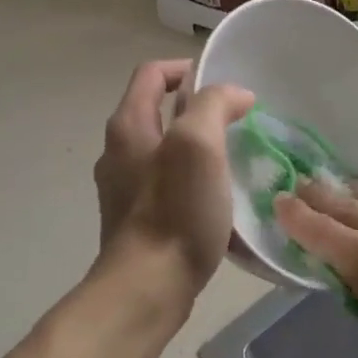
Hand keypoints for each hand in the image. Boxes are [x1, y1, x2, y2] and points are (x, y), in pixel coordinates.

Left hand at [93, 59, 254, 308]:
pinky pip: (168, 185)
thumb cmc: (174, 211)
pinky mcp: (137, 219)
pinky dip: (194, 181)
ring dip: (199, 148)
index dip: (188, 69)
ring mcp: (124, 188)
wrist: (147, 288)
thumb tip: (235, 95)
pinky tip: (220, 200)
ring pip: (166, 150)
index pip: (153, 73)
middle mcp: (119, 151)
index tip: (225, 88)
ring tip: (235, 161)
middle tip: (238, 124)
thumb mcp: (198, 145)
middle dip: (199, 111)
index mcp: (128, 125)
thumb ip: (214, 106)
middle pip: (159, 111)